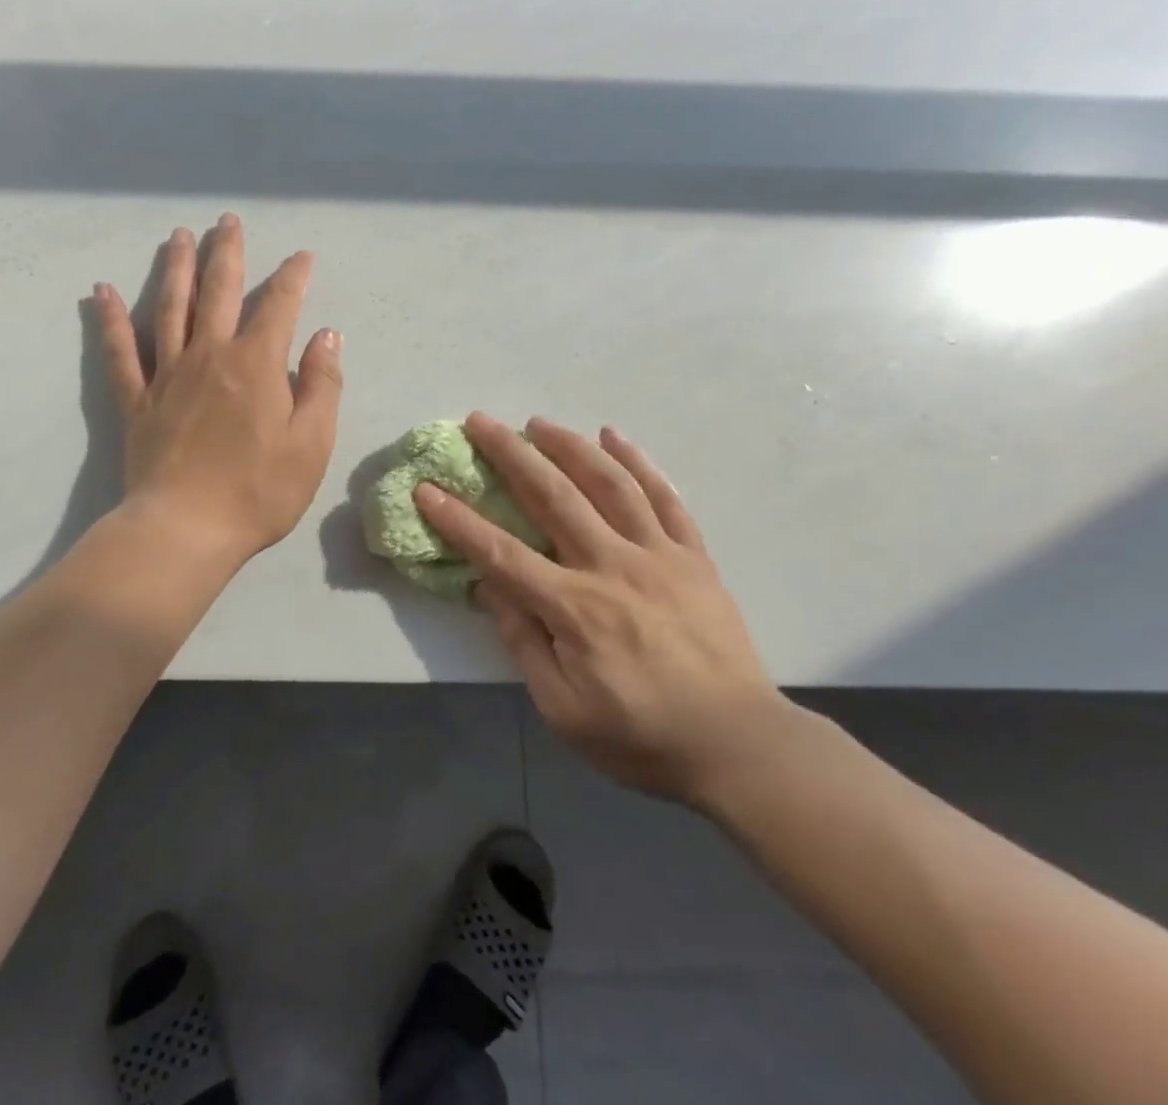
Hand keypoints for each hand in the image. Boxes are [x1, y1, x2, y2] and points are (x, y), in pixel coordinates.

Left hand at [92, 214, 342, 567]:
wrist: (187, 530)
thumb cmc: (259, 491)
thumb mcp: (312, 442)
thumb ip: (323, 384)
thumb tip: (327, 334)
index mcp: (256, 363)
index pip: (279, 305)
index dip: (293, 276)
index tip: (302, 257)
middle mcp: (209, 355)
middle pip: (219, 290)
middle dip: (227, 253)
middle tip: (227, 221)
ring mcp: (167, 375)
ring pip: (170, 307)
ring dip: (176, 267)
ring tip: (179, 236)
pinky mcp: (136, 400)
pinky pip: (120, 351)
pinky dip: (111, 319)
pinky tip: (102, 292)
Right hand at [416, 414, 789, 808]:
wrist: (740, 746)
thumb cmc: (641, 737)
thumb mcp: (563, 710)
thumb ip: (524, 643)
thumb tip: (490, 588)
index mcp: (575, 608)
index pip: (501, 553)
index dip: (459, 520)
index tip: (427, 488)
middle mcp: (612, 567)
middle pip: (553, 497)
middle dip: (511, 454)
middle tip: (481, 421)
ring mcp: (659, 556)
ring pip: (609, 483)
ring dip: (569, 446)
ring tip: (539, 422)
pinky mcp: (694, 556)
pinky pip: (665, 497)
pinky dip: (638, 462)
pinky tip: (614, 436)